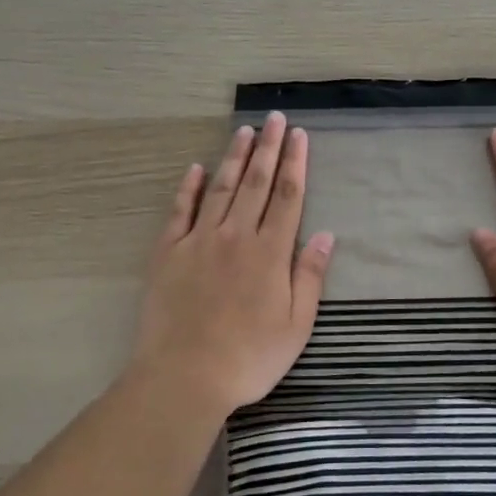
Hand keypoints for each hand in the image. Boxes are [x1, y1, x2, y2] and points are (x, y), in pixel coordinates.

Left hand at [129, 112, 334, 418]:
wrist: (184, 376)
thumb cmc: (249, 357)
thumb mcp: (296, 326)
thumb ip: (309, 276)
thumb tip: (327, 235)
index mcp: (269, 252)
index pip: (287, 196)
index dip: (295, 163)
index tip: (299, 135)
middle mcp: (236, 236)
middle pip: (256, 183)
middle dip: (268, 148)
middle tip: (274, 119)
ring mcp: (199, 241)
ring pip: (221, 188)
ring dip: (234, 158)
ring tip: (244, 132)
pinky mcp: (169, 252)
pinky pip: (180, 211)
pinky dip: (188, 187)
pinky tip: (195, 168)